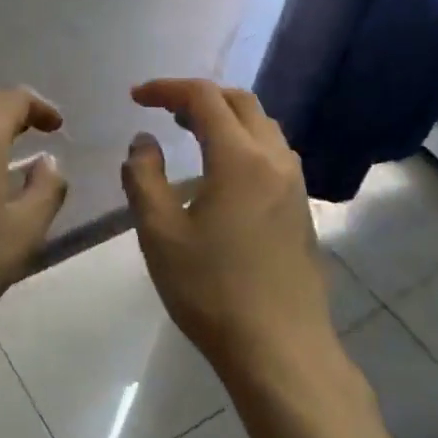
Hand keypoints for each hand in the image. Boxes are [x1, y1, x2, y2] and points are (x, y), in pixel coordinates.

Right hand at [121, 79, 335, 376]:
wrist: (280, 349)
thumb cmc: (212, 289)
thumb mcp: (159, 233)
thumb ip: (144, 177)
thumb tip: (143, 142)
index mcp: (239, 158)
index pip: (203, 97)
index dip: (167, 88)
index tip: (136, 97)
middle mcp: (274, 159)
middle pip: (240, 103)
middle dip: (199, 97)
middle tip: (163, 111)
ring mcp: (294, 184)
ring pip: (262, 126)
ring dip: (225, 118)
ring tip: (190, 134)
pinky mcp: (301, 208)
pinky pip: (273, 153)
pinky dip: (243, 142)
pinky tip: (222, 174)